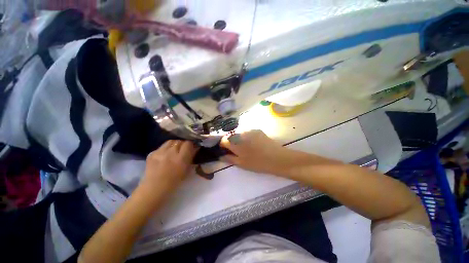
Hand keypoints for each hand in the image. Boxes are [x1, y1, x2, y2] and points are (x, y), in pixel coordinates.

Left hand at [139, 140, 198, 196]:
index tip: (191, 147)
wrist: (154, 188)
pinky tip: (164, 155)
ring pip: (171, 141)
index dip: (190, 144)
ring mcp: (160, 152)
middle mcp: (170, 153)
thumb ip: (191, 157)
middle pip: (179, 141)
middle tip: (183, 149)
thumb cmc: (174, 181)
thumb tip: (195, 148)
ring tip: (174, 150)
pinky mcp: (152, 153)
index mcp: (181, 159)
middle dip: (183, 144)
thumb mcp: (187, 170)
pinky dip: (165, 149)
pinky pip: (161, 147)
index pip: (188, 143)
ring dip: (174, 145)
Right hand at [219, 130, 296, 175]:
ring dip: (238, 139)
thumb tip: (220, 156)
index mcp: (234, 142)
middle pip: (230, 136)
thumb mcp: (241, 164)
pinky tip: (253, 143)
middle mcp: (240, 133)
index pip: (223, 140)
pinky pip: (247, 132)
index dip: (223, 146)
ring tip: (246, 147)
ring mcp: (249, 130)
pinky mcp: (257, 130)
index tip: (227, 151)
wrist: (277, 158)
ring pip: (239, 133)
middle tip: (237, 150)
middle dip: (231, 142)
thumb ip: (229, 158)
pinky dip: (246, 137)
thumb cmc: (257, 163)